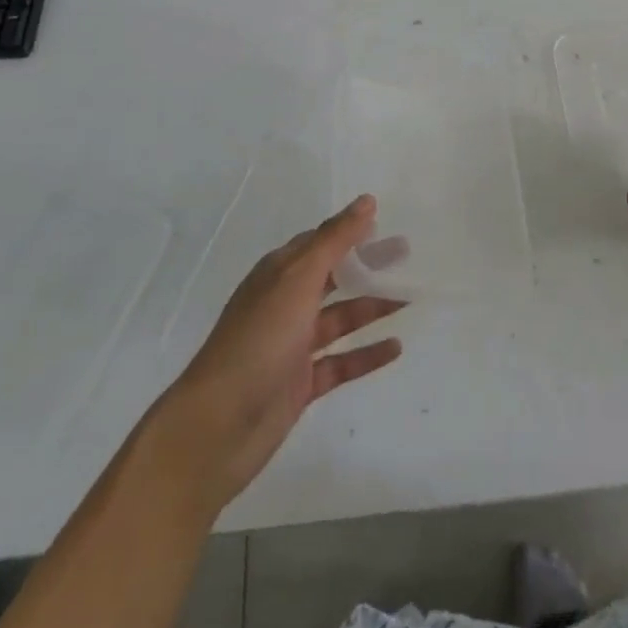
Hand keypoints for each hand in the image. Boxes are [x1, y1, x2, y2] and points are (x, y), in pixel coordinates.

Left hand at [153, 196, 404, 512]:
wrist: (218, 427)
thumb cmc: (258, 341)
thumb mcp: (297, 280)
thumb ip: (334, 240)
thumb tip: (366, 201)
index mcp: (278, 274)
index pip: (318, 242)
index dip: (350, 232)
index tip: (387, 225)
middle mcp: (284, 304)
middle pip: (333, 277)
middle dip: (367, 266)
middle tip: (408, 257)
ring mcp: (291, 346)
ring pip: (339, 319)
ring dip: (372, 307)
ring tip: (410, 298)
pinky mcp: (299, 384)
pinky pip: (340, 362)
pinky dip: (366, 353)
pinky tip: (396, 347)